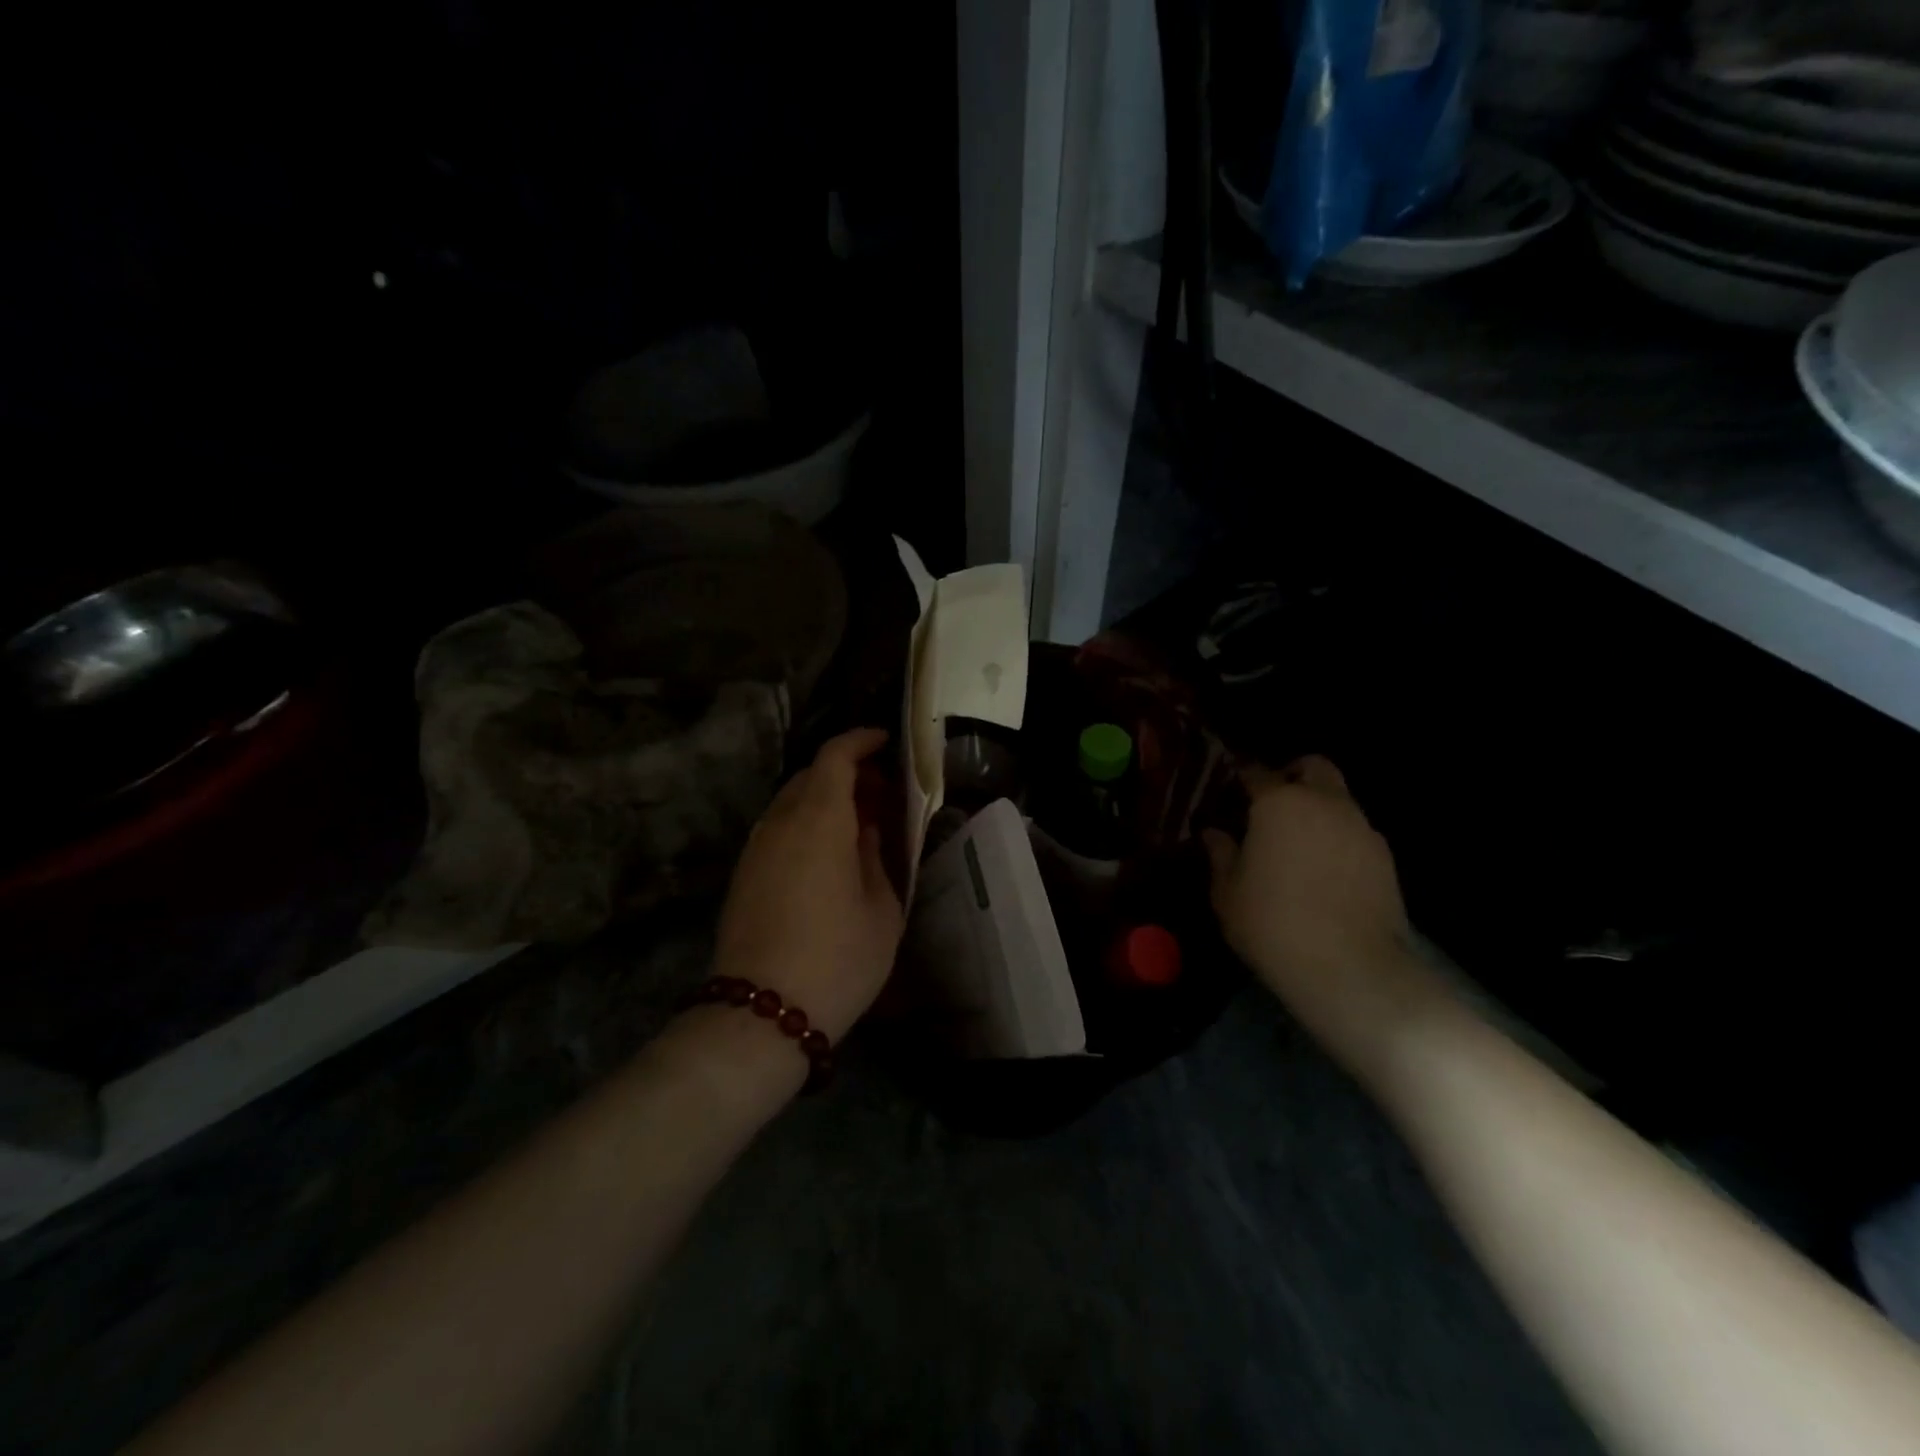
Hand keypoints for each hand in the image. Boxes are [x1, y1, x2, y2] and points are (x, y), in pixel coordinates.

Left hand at [711, 728, 904, 1040]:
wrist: (761, 1015)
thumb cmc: (837, 959)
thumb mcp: (881, 908)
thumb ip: (876, 856)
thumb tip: (868, 828)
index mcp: (819, 819)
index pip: (835, 756)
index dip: (861, 741)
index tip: (886, 744)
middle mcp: (780, 822)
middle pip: (811, 775)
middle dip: (847, 772)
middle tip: (881, 793)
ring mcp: (756, 848)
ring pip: (791, 802)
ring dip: (824, 800)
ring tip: (858, 825)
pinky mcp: (743, 874)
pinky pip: (778, 829)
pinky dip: (806, 824)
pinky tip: (827, 855)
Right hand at [1203, 757, 1426, 1051]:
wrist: (1349, 968)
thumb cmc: (1272, 924)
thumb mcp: (1227, 892)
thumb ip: (1220, 855)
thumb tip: (1214, 833)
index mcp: (1279, 803)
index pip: (1256, 772)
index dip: (1241, 778)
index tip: (1229, 790)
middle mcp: (1324, 803)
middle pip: (1313, 767)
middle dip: (1292, 775)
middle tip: (1271, 803)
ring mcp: (1361, 828)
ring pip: (1339, 799)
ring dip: (1318, 808)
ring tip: (1298, 843)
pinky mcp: (1385, 857)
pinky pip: (1356, 832)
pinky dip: (1338, 838)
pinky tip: (1324, 871)